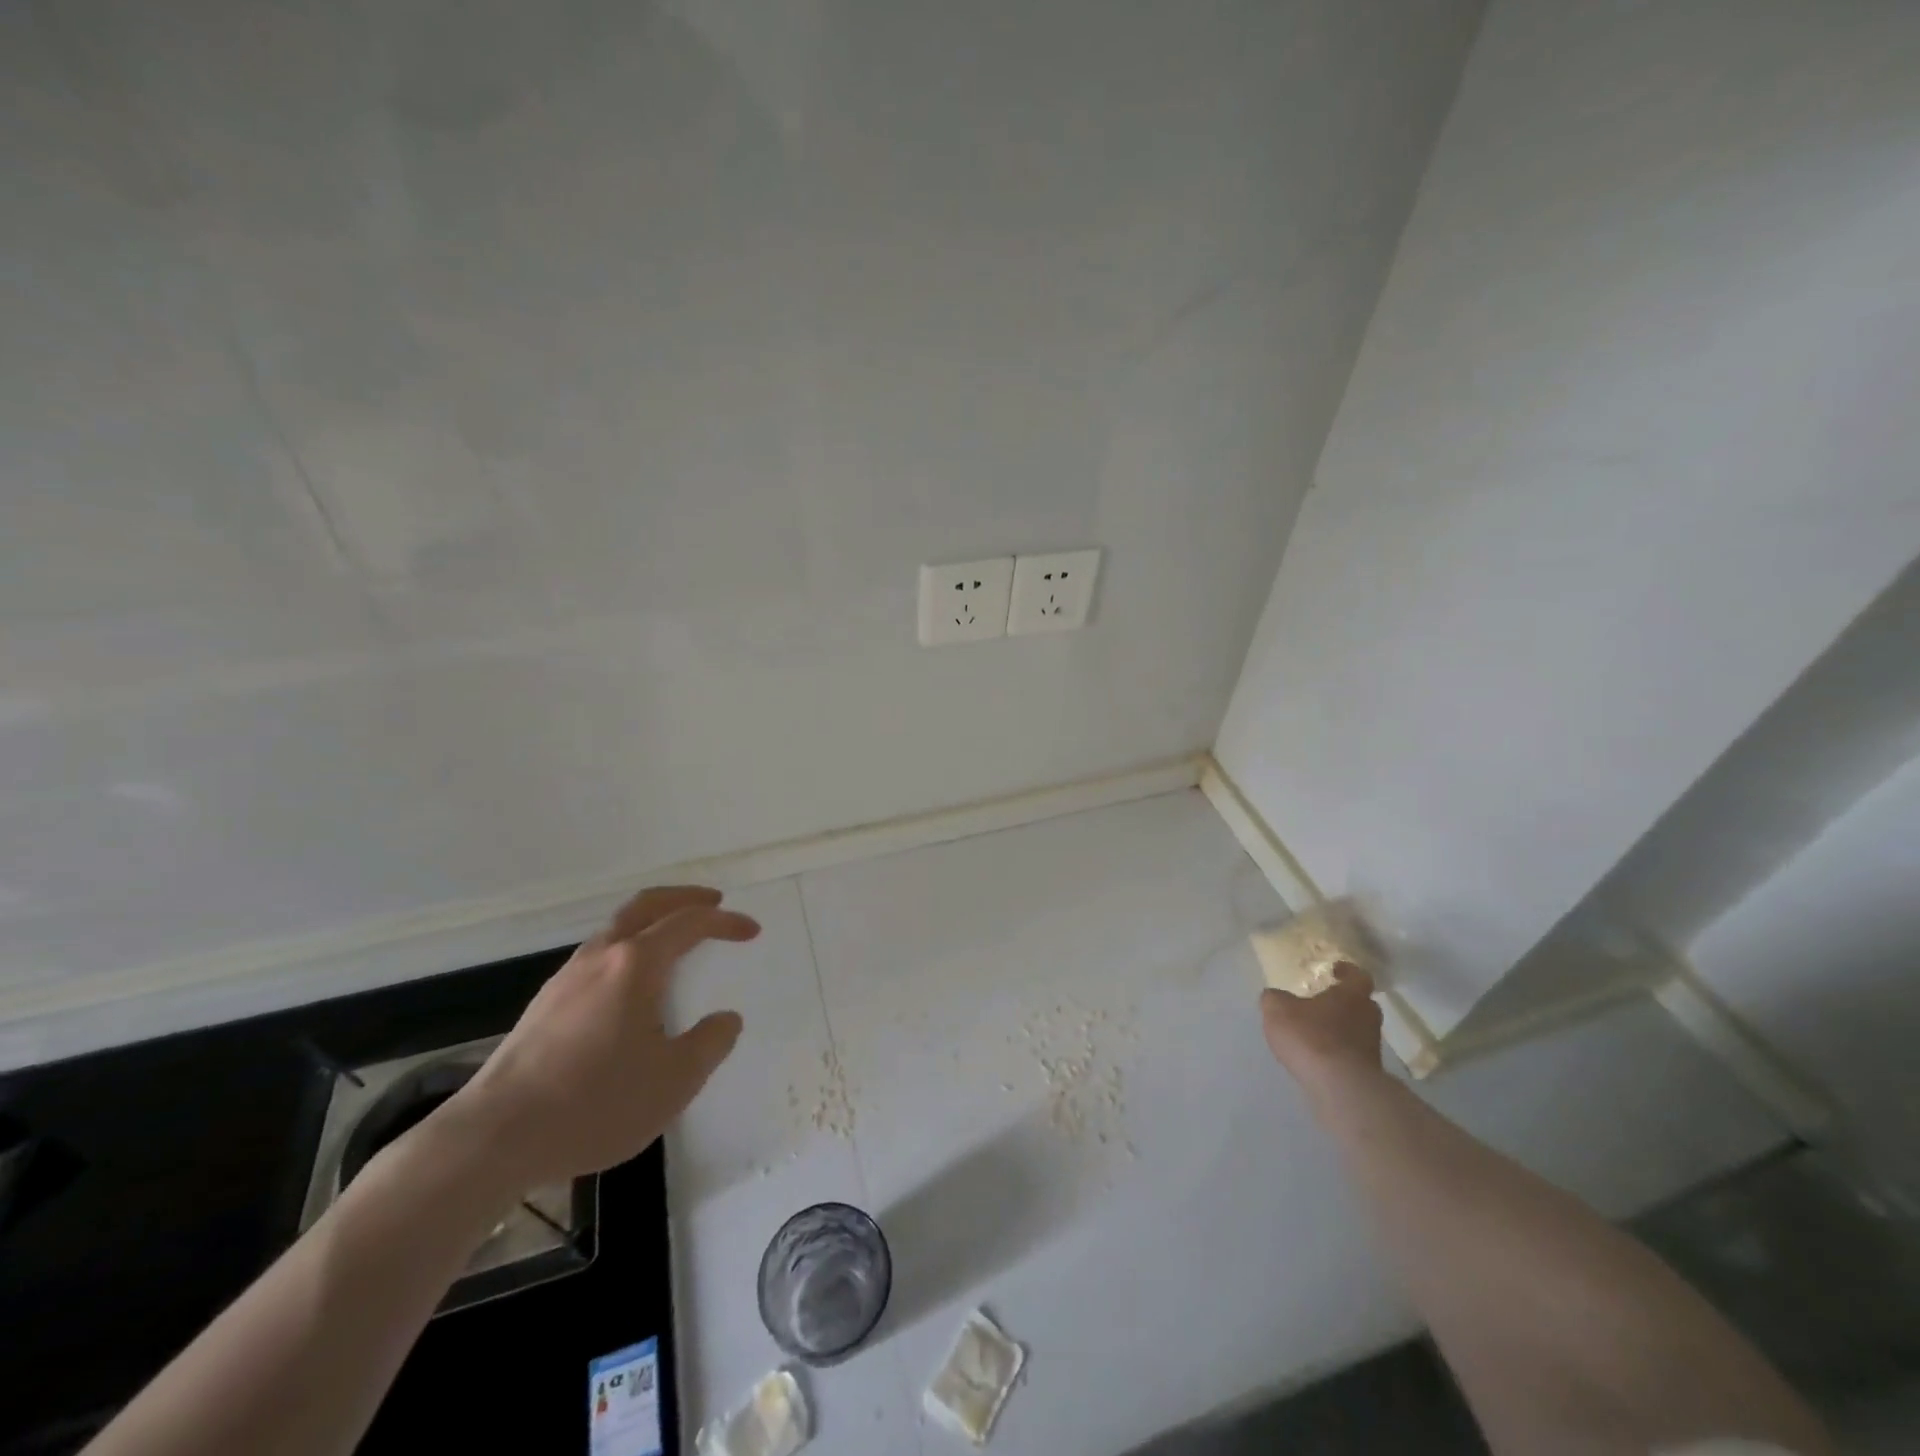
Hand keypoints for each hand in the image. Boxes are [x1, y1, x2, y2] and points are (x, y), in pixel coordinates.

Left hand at [440, 885, 757, 1195]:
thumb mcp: (674, 1081)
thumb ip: (710, 1044)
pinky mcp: (545, 1005)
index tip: (751, 930)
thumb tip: (725, 1020)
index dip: (725, 921)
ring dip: (652, 921)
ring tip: (675, 939)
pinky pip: (598, 955)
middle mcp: (600, 957)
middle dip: (684, 897)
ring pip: (616, 928)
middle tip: (714, 900)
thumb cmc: (595, 1103)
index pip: (689, 923)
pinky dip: (628, 947)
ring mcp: (566, 978)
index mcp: (636, 964)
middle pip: (646, 905)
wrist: (493, 1138)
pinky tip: (631, 985)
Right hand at [1261, 962, 1383, 1090]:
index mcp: (1351, 995)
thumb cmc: (1311, 1036)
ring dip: (1341, 1029)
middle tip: (1323, 1002)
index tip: (1335, 970)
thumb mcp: (1278, 1009)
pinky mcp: (1368, 1072)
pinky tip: (1318, 1057)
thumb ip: (1275, 999)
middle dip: (1344, 1002)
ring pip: (1358, 1030)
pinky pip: (1352, 1054)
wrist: (1340, 1087)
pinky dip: (1338, 1052)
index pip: (1358, 976)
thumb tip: (1275, 996)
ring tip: (1315, 1032)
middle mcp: (1368, 1017)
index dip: (1347, 971)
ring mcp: (1372, 1047)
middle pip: (1361, 1004)